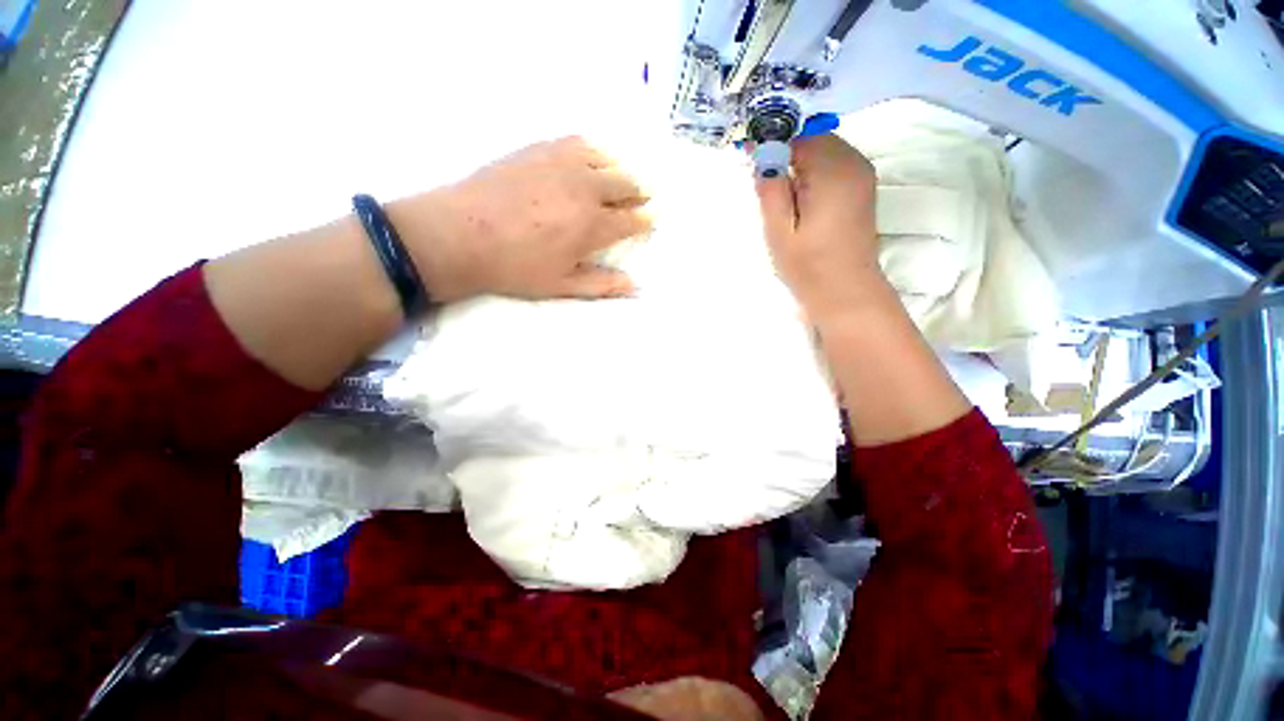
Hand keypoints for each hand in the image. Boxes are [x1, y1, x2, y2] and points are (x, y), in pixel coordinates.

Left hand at [390, 136, 651, 302]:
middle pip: (626, 183)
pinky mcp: (540, 149)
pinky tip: (590, 159)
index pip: (633, 219)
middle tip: (641, 199)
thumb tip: (636, 286)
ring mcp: (562, 163)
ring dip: (619, 169)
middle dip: (639, 192)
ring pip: (606, 158)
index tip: (651, 221)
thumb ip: (602, 285)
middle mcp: (585, 189)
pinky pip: (578, 142)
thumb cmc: (515, 267)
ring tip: (619, 180)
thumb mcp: (562, 285)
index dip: (646, 220)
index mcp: (593, 226)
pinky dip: (593, 151)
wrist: (460, 235)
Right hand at [754, 134, 885, 320]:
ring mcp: (862, 173)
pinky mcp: (862, 186)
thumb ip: (770, 189)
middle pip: (814, 138)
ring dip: (800, 161)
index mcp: (832, 170)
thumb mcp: (779, 231)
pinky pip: (835, 162)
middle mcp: (853, 162)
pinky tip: (802, 197)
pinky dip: (815, 170)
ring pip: (824, 149)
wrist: (846, 292)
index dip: (773, 144)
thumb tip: (762, 155)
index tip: (751, 160)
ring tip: (782, 193)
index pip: (799, 136)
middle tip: (766, 182)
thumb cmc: (808, 266)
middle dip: (787, 152)